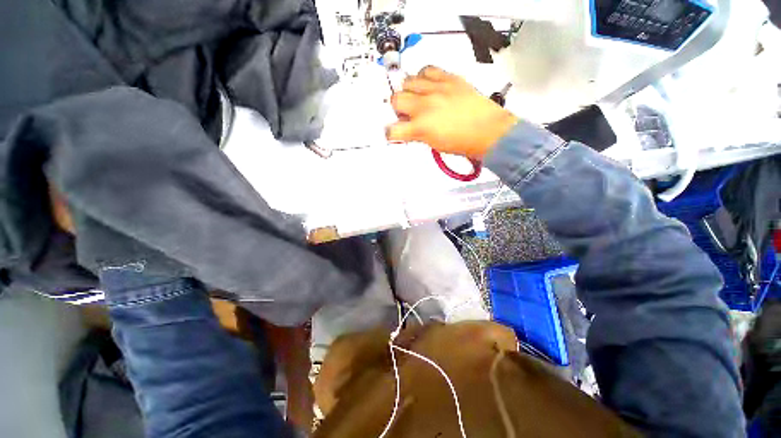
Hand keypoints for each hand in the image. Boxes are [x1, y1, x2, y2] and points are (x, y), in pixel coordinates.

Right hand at [386, 66, 517, 158]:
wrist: (488, 131)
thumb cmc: (462, 143)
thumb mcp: (434, 145)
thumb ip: (418, 134)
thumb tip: (409, 128)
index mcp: (421, 128)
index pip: (393, 130)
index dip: (391, 133)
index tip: (394, 133)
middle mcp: (425, 106)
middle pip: (396, 99)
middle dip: (398, 108)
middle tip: (407, 114)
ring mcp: (437, 89)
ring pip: (408, 80)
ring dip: (409, 91)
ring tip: (418, 97)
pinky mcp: (449, 78)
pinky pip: (428, 69)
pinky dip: (424, 76)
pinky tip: (429, 85)